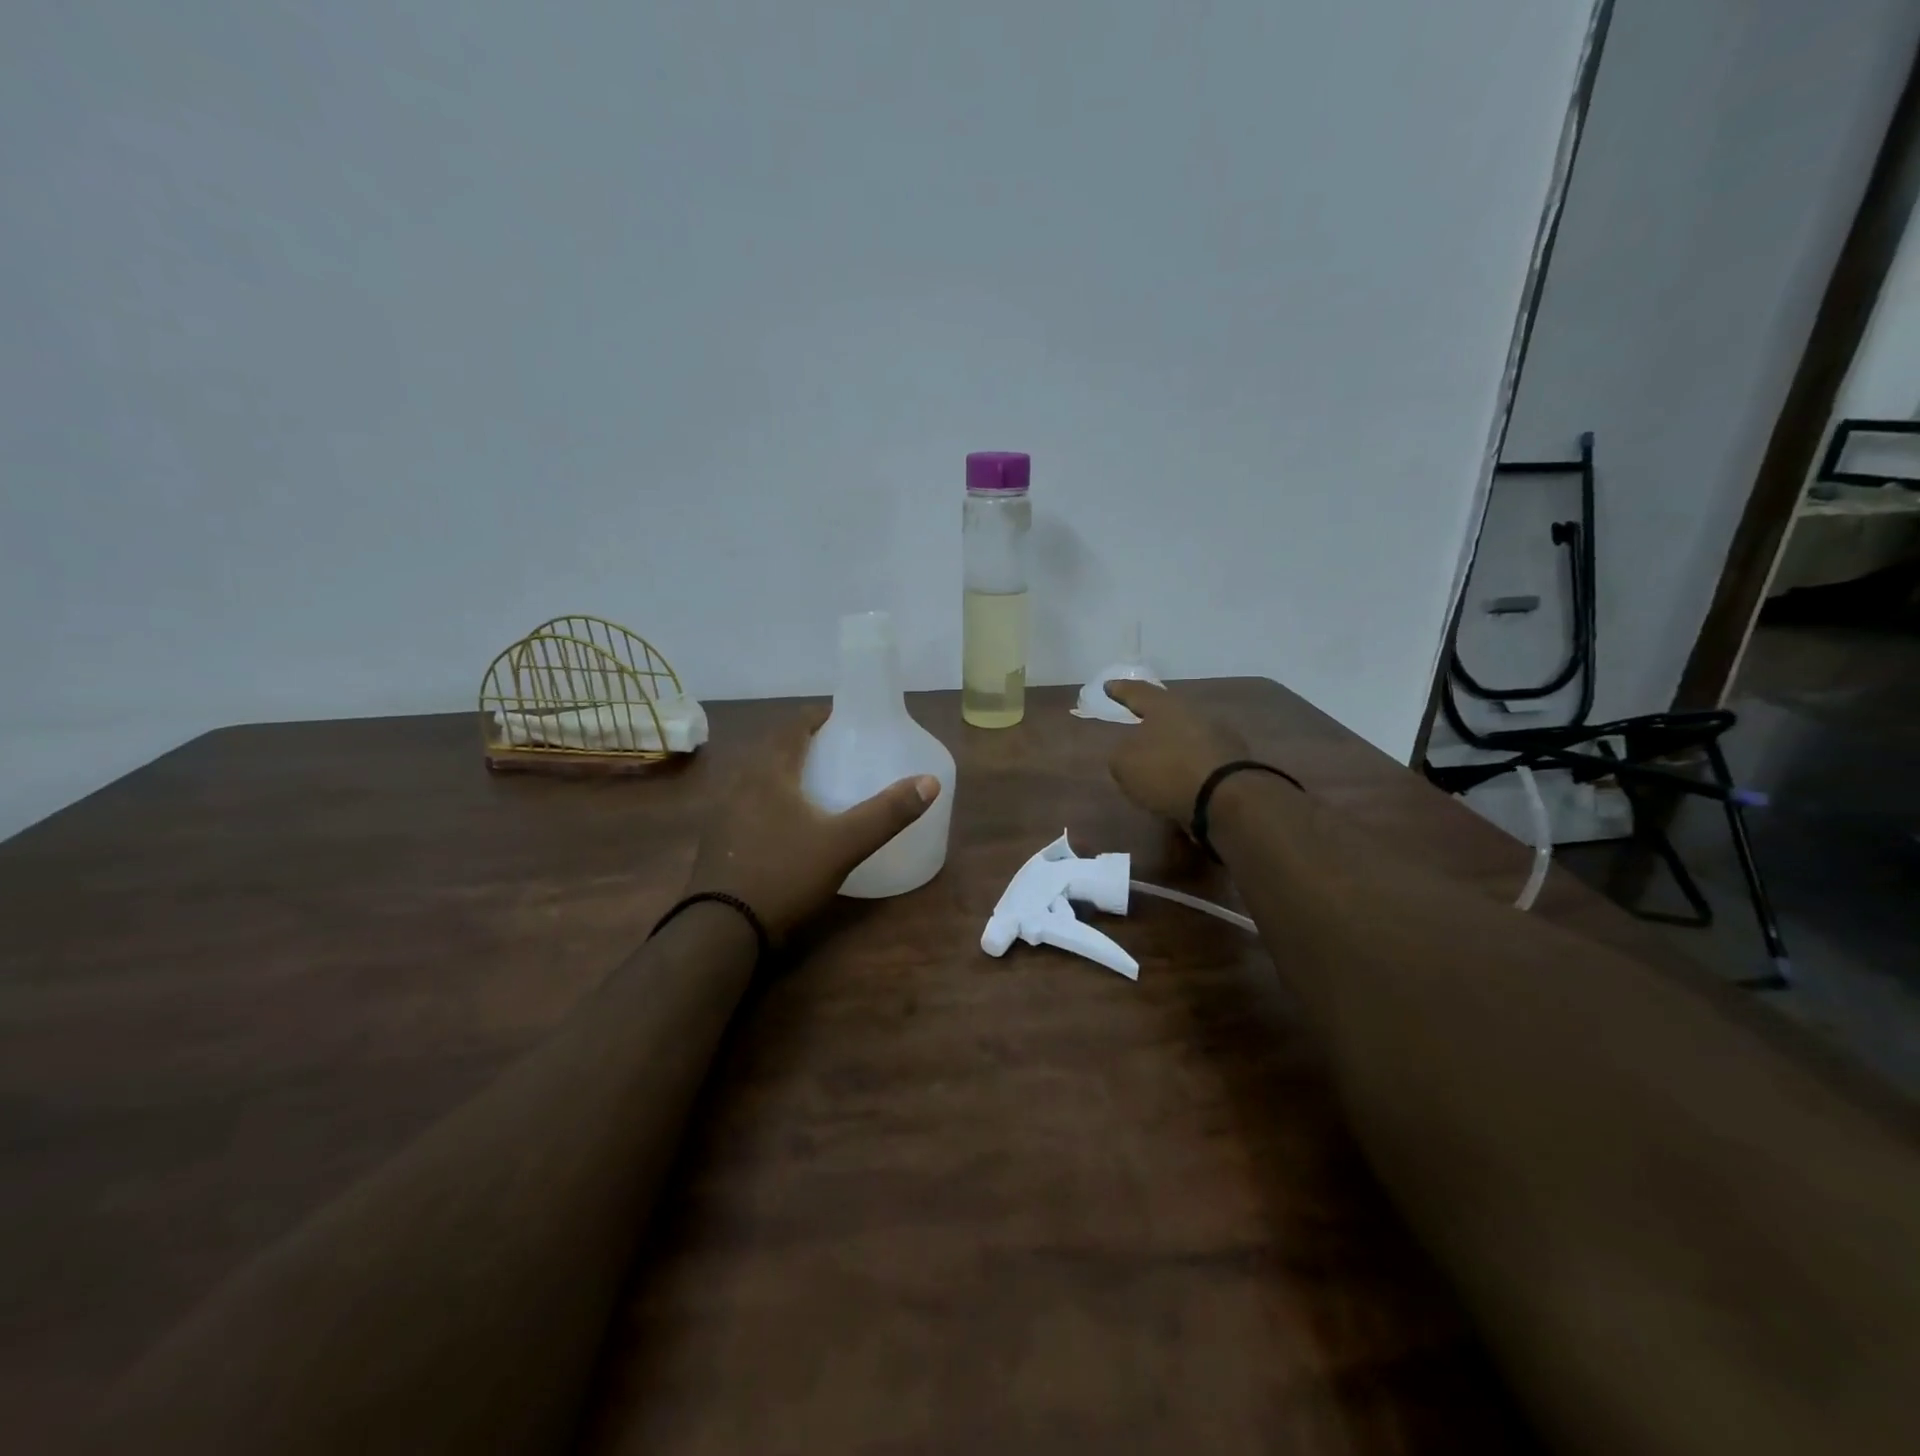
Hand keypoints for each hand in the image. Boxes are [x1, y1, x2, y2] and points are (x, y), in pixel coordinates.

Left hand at [686, 707, 939, 941]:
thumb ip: (887, 813)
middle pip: (774, 749)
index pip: (793, 726)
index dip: (818, 717)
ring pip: (758, 777)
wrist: (721, 930)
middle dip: (803, 743)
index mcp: (769, 772)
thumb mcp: (844, 844)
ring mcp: (724, 813)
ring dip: (785, 771)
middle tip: (836, 749)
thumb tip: (930, 781)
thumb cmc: (784, 874)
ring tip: (815, 782)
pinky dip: (770, 799)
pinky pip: (748, 803)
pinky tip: (787, 822)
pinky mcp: (717, 840)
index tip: (843, 718)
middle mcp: (741, 783)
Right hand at [1105, 681, 1249, 825]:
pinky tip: (1178, 782)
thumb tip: (1131, 751)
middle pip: (1168, 712)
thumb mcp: (1124, 763)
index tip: (1109, 685)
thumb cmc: (1167, 771)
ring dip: (1172, 746)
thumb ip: (1121, 753)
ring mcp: (1218, 736)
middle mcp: (1193, 713)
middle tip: (1138, 724)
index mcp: (1164, 706)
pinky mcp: (1233, 762)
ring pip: (1186, 736)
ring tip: (1157, 760)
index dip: (1121, 690)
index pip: (1137, 692)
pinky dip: (1187, 768)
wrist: (1226, 798)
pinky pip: (1200, 760)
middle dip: (1153, 719)